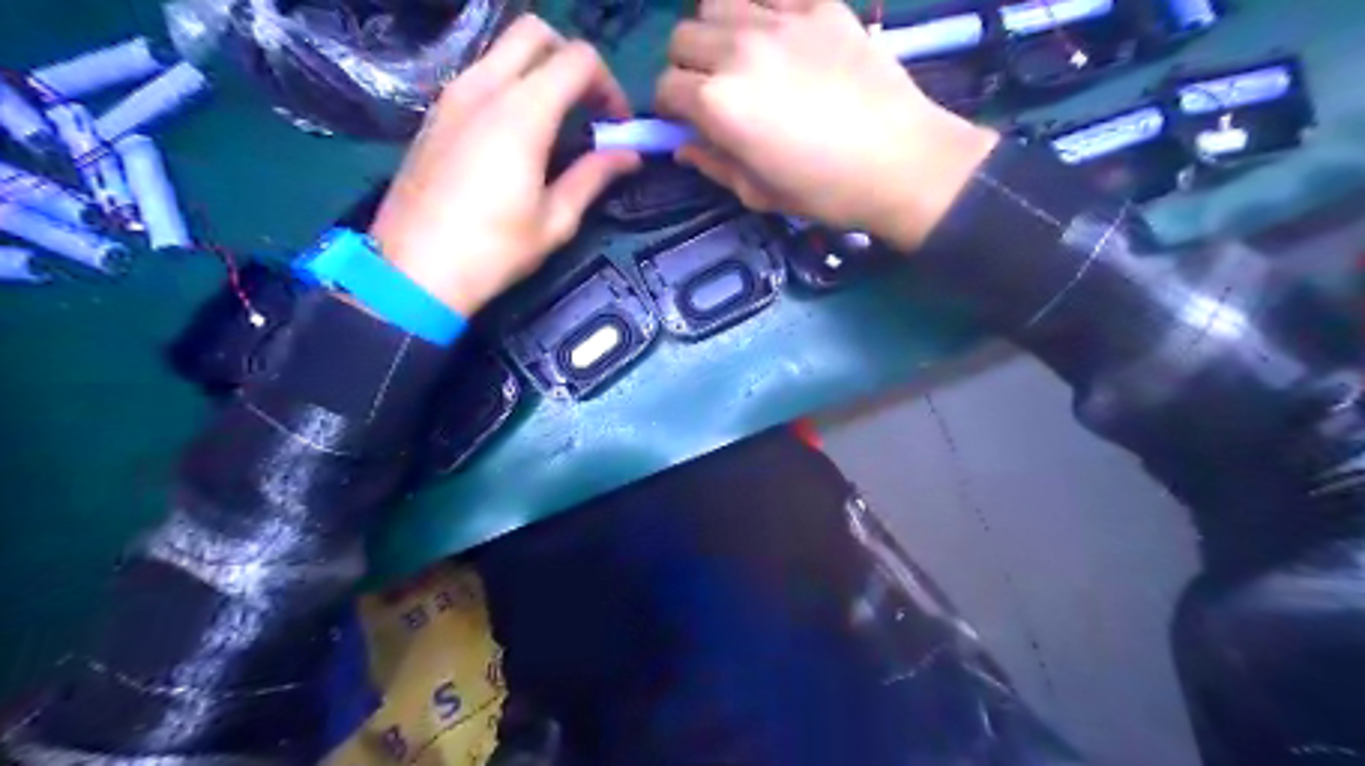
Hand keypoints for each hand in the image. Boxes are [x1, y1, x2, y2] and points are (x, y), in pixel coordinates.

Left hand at [366, 18, 638, 316]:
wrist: (413, 270)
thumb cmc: (493, 250)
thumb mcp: (555, 220)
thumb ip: (594, 176)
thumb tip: (629, 156)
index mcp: (522, 112)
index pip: (577, 59)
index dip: (608, 85)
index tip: (616, 124)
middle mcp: (484, 87)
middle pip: (535, 33)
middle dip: (571, 60)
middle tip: (587, 107)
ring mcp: (452, 95)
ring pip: (503, 50)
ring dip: (538, 71)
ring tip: (556, 122)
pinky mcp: (435, 113)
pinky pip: (479, 75)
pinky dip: (509, 85)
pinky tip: (517, 134)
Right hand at [657, 0, 999, 249]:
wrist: (900, 161)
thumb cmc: (824, 190)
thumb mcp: (757, 193)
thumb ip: (712, 164)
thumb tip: (683, 147)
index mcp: (717, 103)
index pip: (665, 88)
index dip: (670, 109)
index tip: (687, 122)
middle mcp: (737, 50)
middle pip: (682, 38)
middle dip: (686, 67)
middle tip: (712, 90)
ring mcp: (780, 20)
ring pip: (716, 2)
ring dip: (715, 30)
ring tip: (740, 57)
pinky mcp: (819, 4)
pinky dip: (761, 11)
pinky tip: (779, 37)